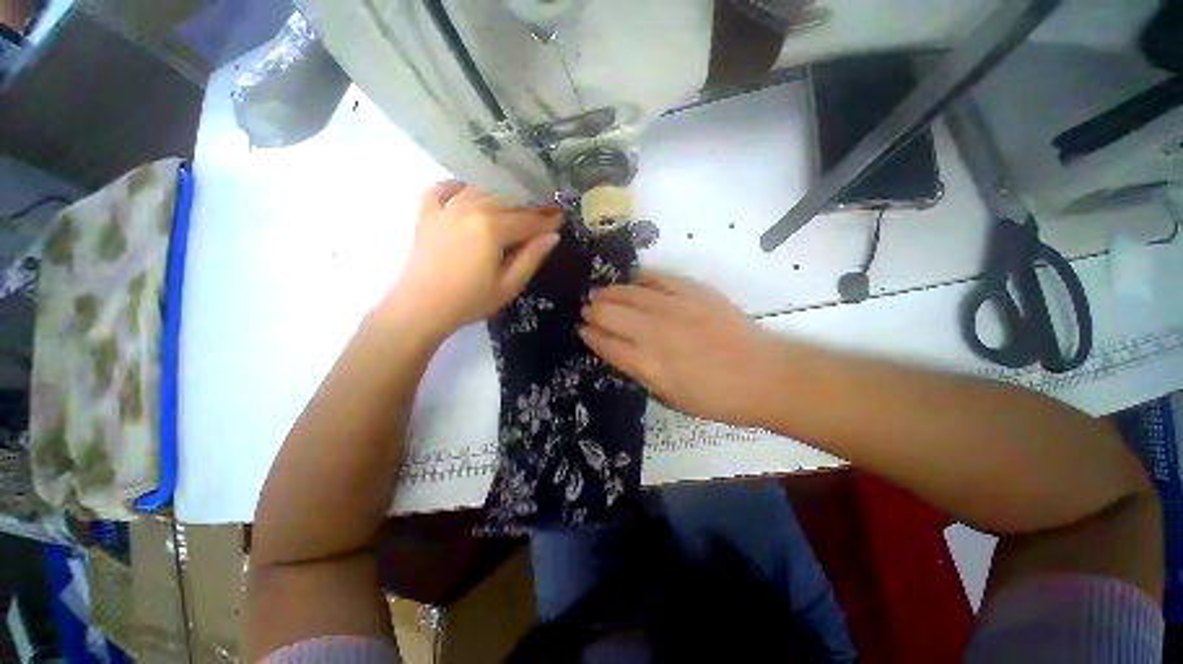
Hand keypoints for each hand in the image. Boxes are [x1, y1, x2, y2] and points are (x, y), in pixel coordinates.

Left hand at [385, 181, 561, 337]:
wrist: (419, 309)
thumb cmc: (469, 302)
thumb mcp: (509, 285)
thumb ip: (532, 258)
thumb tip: (552, 236)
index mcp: (492, 228)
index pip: (528, 220)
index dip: (547, 220)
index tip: (562, 217)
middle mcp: (470, 208)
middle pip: (507, 202)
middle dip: (529, 207)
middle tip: (545, 212)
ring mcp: (445, 208)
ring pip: (480, 191)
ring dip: (501, 197)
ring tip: (514, 207)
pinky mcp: (426, 214)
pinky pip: (442, 189)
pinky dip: (457, 187)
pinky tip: (467, 193)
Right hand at [580, 271, 783, 426]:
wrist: (762, 376)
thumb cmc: (714, 397)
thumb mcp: (669, 397)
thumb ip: (640, 373)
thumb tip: (620, 351)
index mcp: (646, 365)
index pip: (606, 344)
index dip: (590, 335)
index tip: (582, 329)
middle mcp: (653, 333)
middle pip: (610, 315)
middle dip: (593, 311)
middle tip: (588, 309)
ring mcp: (673, 309)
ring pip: (628, 293)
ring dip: (609, 293)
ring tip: (600, 293)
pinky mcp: (692, 292)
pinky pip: (658, 278)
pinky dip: (641, 277)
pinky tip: (633, 279)